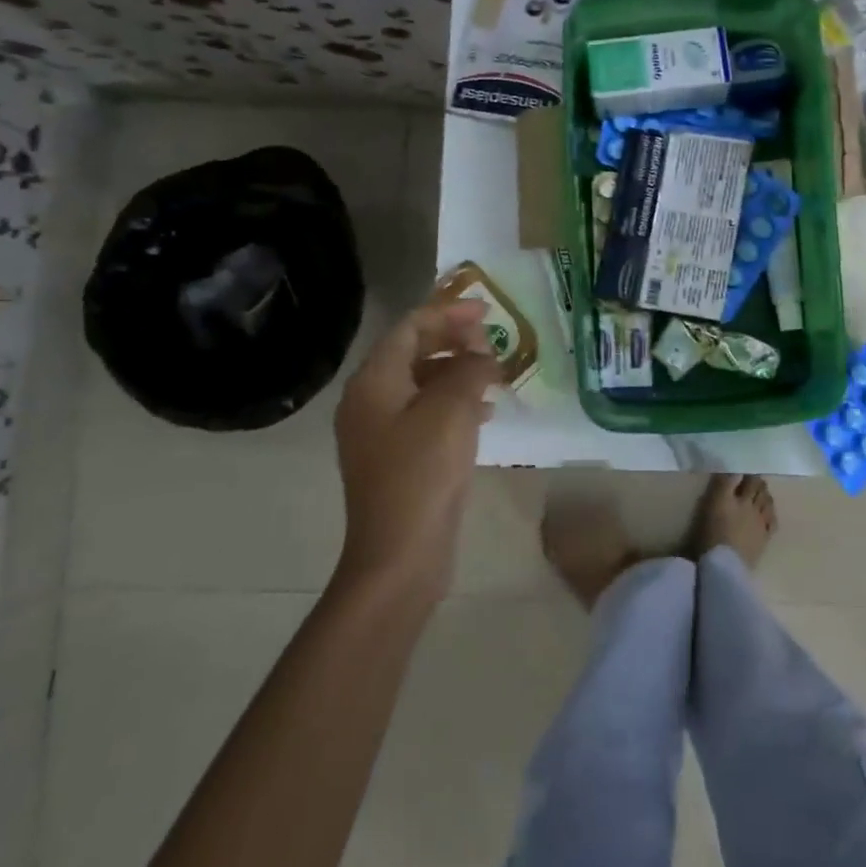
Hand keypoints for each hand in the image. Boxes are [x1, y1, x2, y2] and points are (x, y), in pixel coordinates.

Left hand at [333, 298, 501, 601]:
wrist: (400, 554)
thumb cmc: (423, 473)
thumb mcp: (452, 410)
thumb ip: (469, 369)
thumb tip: (480, 354)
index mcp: (373, 382)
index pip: (409, 327)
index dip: (448, 312)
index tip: (488, 311)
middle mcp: (370, 401)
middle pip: (413, 352)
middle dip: (454, 341)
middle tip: (493, 342)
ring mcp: (381, 432)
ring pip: (423, 383)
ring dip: (458, 372)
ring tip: (495, 374)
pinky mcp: (397, 458)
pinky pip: (426, 413)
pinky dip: (455, 403)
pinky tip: (486, 412)